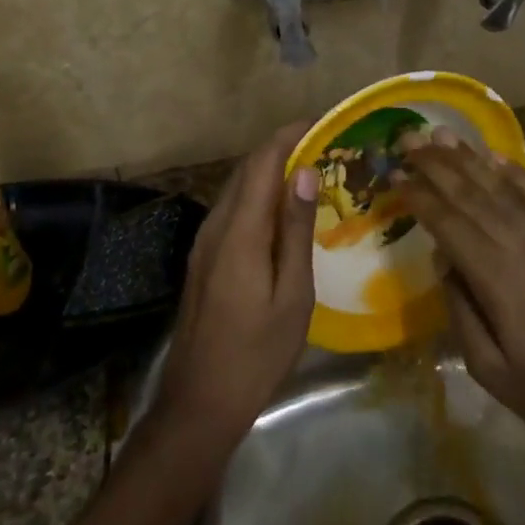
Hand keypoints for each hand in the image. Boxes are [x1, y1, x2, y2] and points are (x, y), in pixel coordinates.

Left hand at [154, 121, 318, 441]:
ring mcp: (204, 243)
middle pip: (246, 170)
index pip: (262, 163)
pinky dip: (258, 197)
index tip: (322, 122)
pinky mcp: (203, 259)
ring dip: (270, 171)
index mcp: (239, 232)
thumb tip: (305, 172)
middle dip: (282, 148)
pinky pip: (232, 211)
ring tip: (311, 172)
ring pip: (237, 189)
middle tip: (325, 146)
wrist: (199, 402)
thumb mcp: (292, 294)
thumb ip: (295, 230)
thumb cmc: (257, 352)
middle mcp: (215, 227)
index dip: (289, 135)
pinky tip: (282, 212)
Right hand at [398, 130, 524, 448]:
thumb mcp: (487, 368)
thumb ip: (460, 309)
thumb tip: (442, 259)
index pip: (448, 223)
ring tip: (442, 134)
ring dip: (469, 158)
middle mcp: (523, 246)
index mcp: (497, 279)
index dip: (419, 196)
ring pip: (502, 187)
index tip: (394, 174)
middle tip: (407, 139)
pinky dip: (515, 172)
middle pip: (471, 194)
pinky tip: (495, 155)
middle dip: (436, 164)